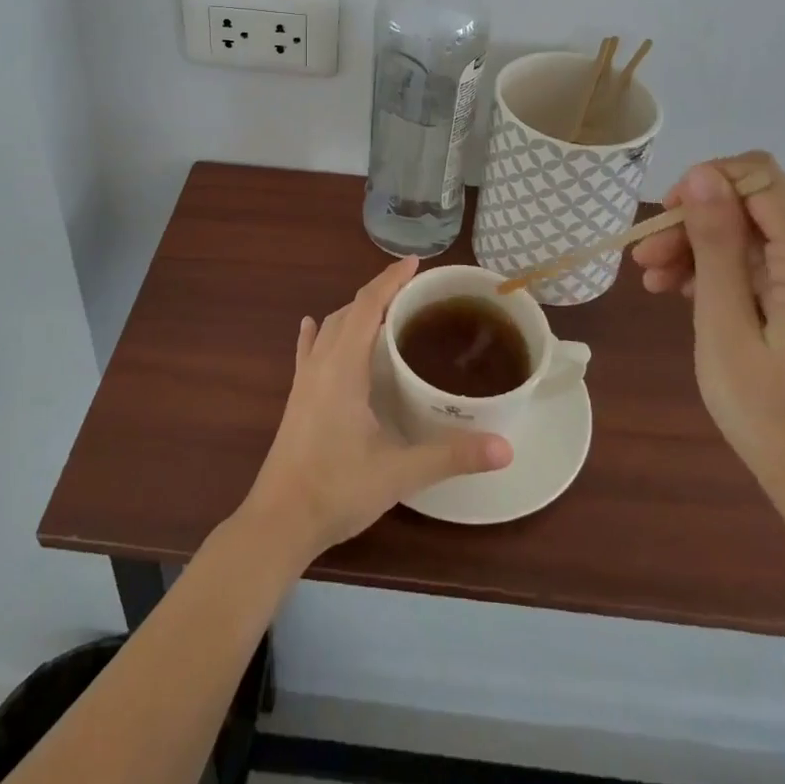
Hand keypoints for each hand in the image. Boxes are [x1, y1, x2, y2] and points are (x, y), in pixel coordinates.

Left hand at [240, 256, 512, 563]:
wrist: (279, 521)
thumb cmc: (337, 489)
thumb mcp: (399, 472)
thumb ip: (451, 456)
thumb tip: (505, 447)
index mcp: (344, 367)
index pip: (368, 306)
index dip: (390, 280)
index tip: (415, 262)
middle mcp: (321, 363)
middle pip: (349, 311)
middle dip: (379, 293)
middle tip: (412, 290)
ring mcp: (304, 380)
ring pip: (328, 328)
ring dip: (353, 311)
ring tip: (382, 310)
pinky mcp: (296, 398)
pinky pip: (308, 350)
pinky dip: (317, 333)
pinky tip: (312, 327)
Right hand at [632, 152, 784, 513]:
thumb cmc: (772, 413)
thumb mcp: (724, 325)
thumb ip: (715, 244)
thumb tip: (702, 176)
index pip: (760, 177)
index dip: (705, 184)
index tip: (663, 223)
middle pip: (756, 209)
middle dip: (696, 226)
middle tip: (644, 262)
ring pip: (761, 238)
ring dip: (706, 251)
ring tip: (657, 284)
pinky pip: (776, 266)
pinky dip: (732, 274)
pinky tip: (692, 297)